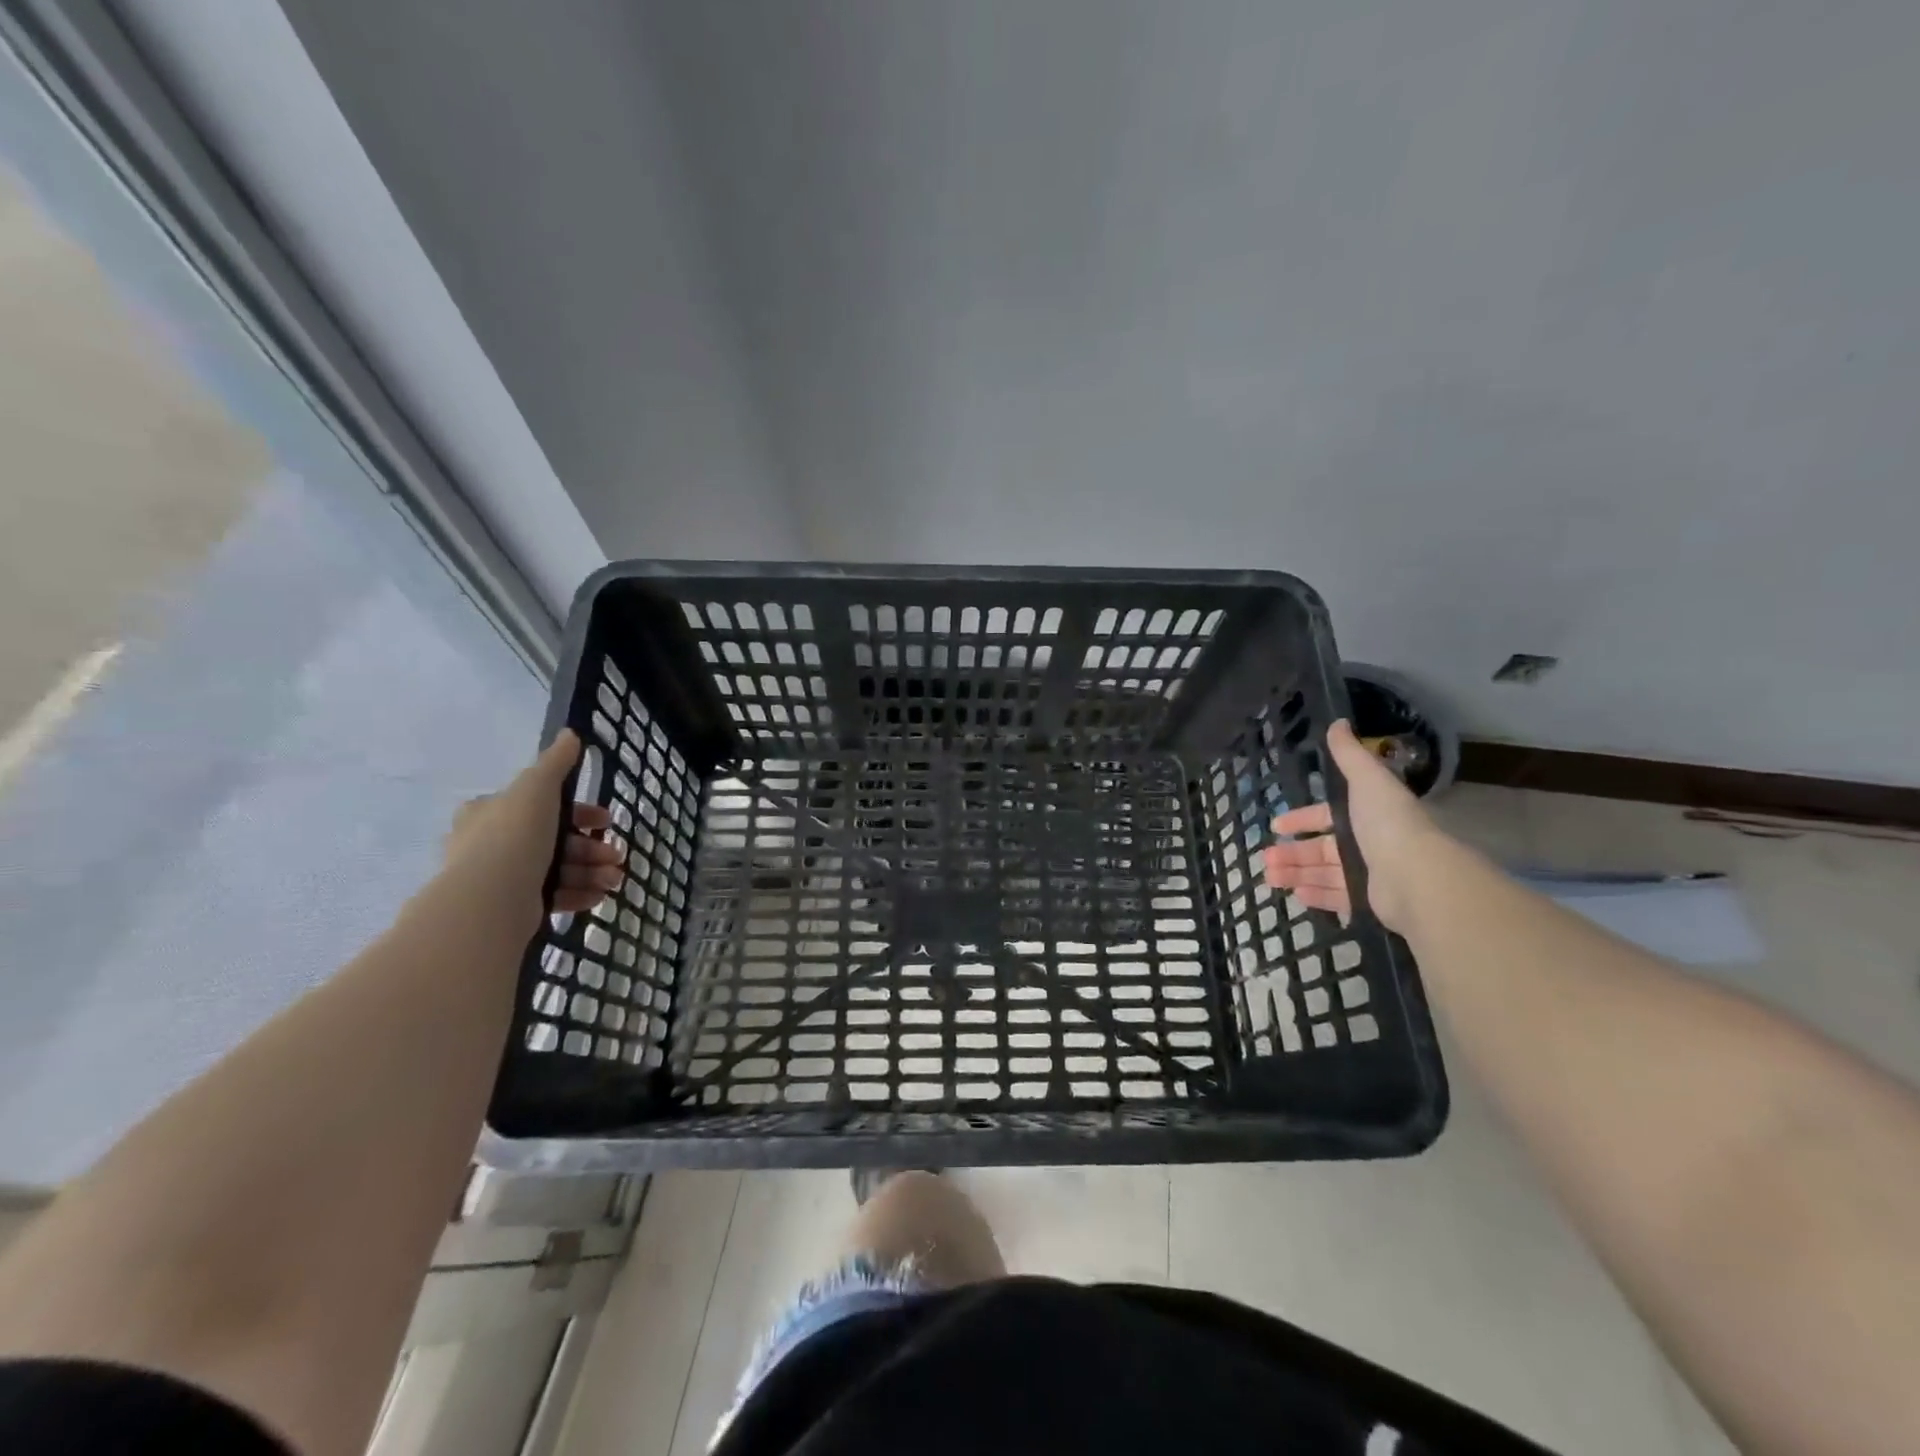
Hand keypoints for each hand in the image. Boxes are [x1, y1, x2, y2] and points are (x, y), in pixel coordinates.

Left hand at [442, 731, 624, 923]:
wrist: (490, 900)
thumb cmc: (514, 836)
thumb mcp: (536, 788)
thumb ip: (556, 763)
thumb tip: (570, 734)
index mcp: (491, 812)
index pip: (541, 805)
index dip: (579, 811)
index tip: (606, 820)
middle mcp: (491, 844)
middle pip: (554, 840)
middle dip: (592, 847)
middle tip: (616, 855)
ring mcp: (501, 878)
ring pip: (557, 869)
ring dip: (591, 871)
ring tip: (613, 880)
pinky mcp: (511, 908)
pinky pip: (551, 897)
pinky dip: (577, 894)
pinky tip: (598, 896)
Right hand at [1263, 718, 1442, 932]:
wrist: (1417, 875)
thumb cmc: (1387, 824)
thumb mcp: (1367, 780)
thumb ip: (1348, 754)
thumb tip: (1337, 722)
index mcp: (1367, 815)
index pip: (1328, 816)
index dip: (1302, 819)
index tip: (1277, 825)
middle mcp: (1370, 844)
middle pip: (1322, 848)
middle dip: (1292, 852)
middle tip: (1266, 858)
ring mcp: (1371, 875)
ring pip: (1324, 873)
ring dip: (1296, 874)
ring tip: (1270, 878)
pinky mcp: (1370, 902)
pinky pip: (1338, 898)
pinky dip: (1316, 896)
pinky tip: (1294, 896)